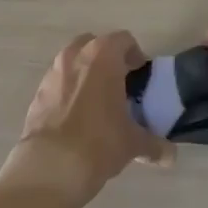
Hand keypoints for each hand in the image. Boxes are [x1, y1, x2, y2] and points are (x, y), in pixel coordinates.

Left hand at [0, 32, 171, 205]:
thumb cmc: (99, 142)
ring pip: (73, 62)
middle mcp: (74, 56)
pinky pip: (57, 83)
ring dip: (85, 73)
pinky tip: (75, 118)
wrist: (50, 167)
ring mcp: (52, 73)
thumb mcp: (133, 143)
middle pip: (95, 45)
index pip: (124, 40)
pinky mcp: (36, 94)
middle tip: (119, 84)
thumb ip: (154, 144)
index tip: (141, 76)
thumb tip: (170, 156)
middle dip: (107, 60)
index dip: (135, 55)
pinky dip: (68, 91)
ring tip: (97, 102)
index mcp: (102, 56)